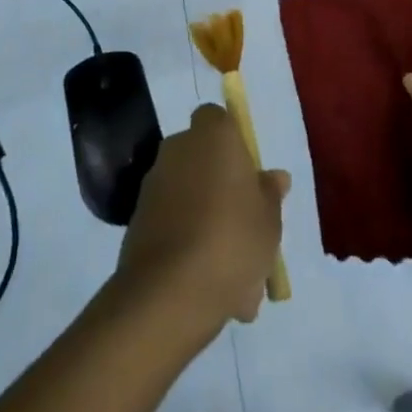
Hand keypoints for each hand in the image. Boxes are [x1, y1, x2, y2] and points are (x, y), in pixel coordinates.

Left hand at [114, 104, 289, 338]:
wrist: (169, 293)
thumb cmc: (232, 240)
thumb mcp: (269, 220)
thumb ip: (270, 194)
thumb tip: (275, 177)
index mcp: (212, 135)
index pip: (218, 119)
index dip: (234, 143)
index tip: (249, 176)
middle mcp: (178, 148)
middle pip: (203, 158)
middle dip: (220, 186)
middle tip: (245, 227)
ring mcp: (154, 183)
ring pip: (189, 195)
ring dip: (206, 221)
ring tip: (234, 276)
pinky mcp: (137, 219)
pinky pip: (172, 224)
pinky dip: (187, 245)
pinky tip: (209, 287)